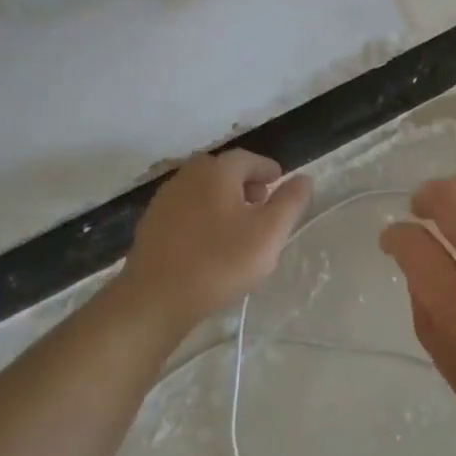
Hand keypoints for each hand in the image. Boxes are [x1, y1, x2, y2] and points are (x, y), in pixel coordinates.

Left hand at [121, 150, 311, 326]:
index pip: (249, 159)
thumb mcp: (269, 233)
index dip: (267, 170)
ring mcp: (164, 199)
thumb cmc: (220, 262)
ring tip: (238, 226)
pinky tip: (209, 241)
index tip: (279, 184)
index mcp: (217, 171)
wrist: (156, 297)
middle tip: (261, 204)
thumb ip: (290, 202)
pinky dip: (202, 215)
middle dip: (244, 182)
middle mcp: (187, 175)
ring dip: (222, 199)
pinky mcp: (151, 223)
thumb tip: (303, 178)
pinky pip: (185, 209)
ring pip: (202, 189)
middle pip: (222, 170)